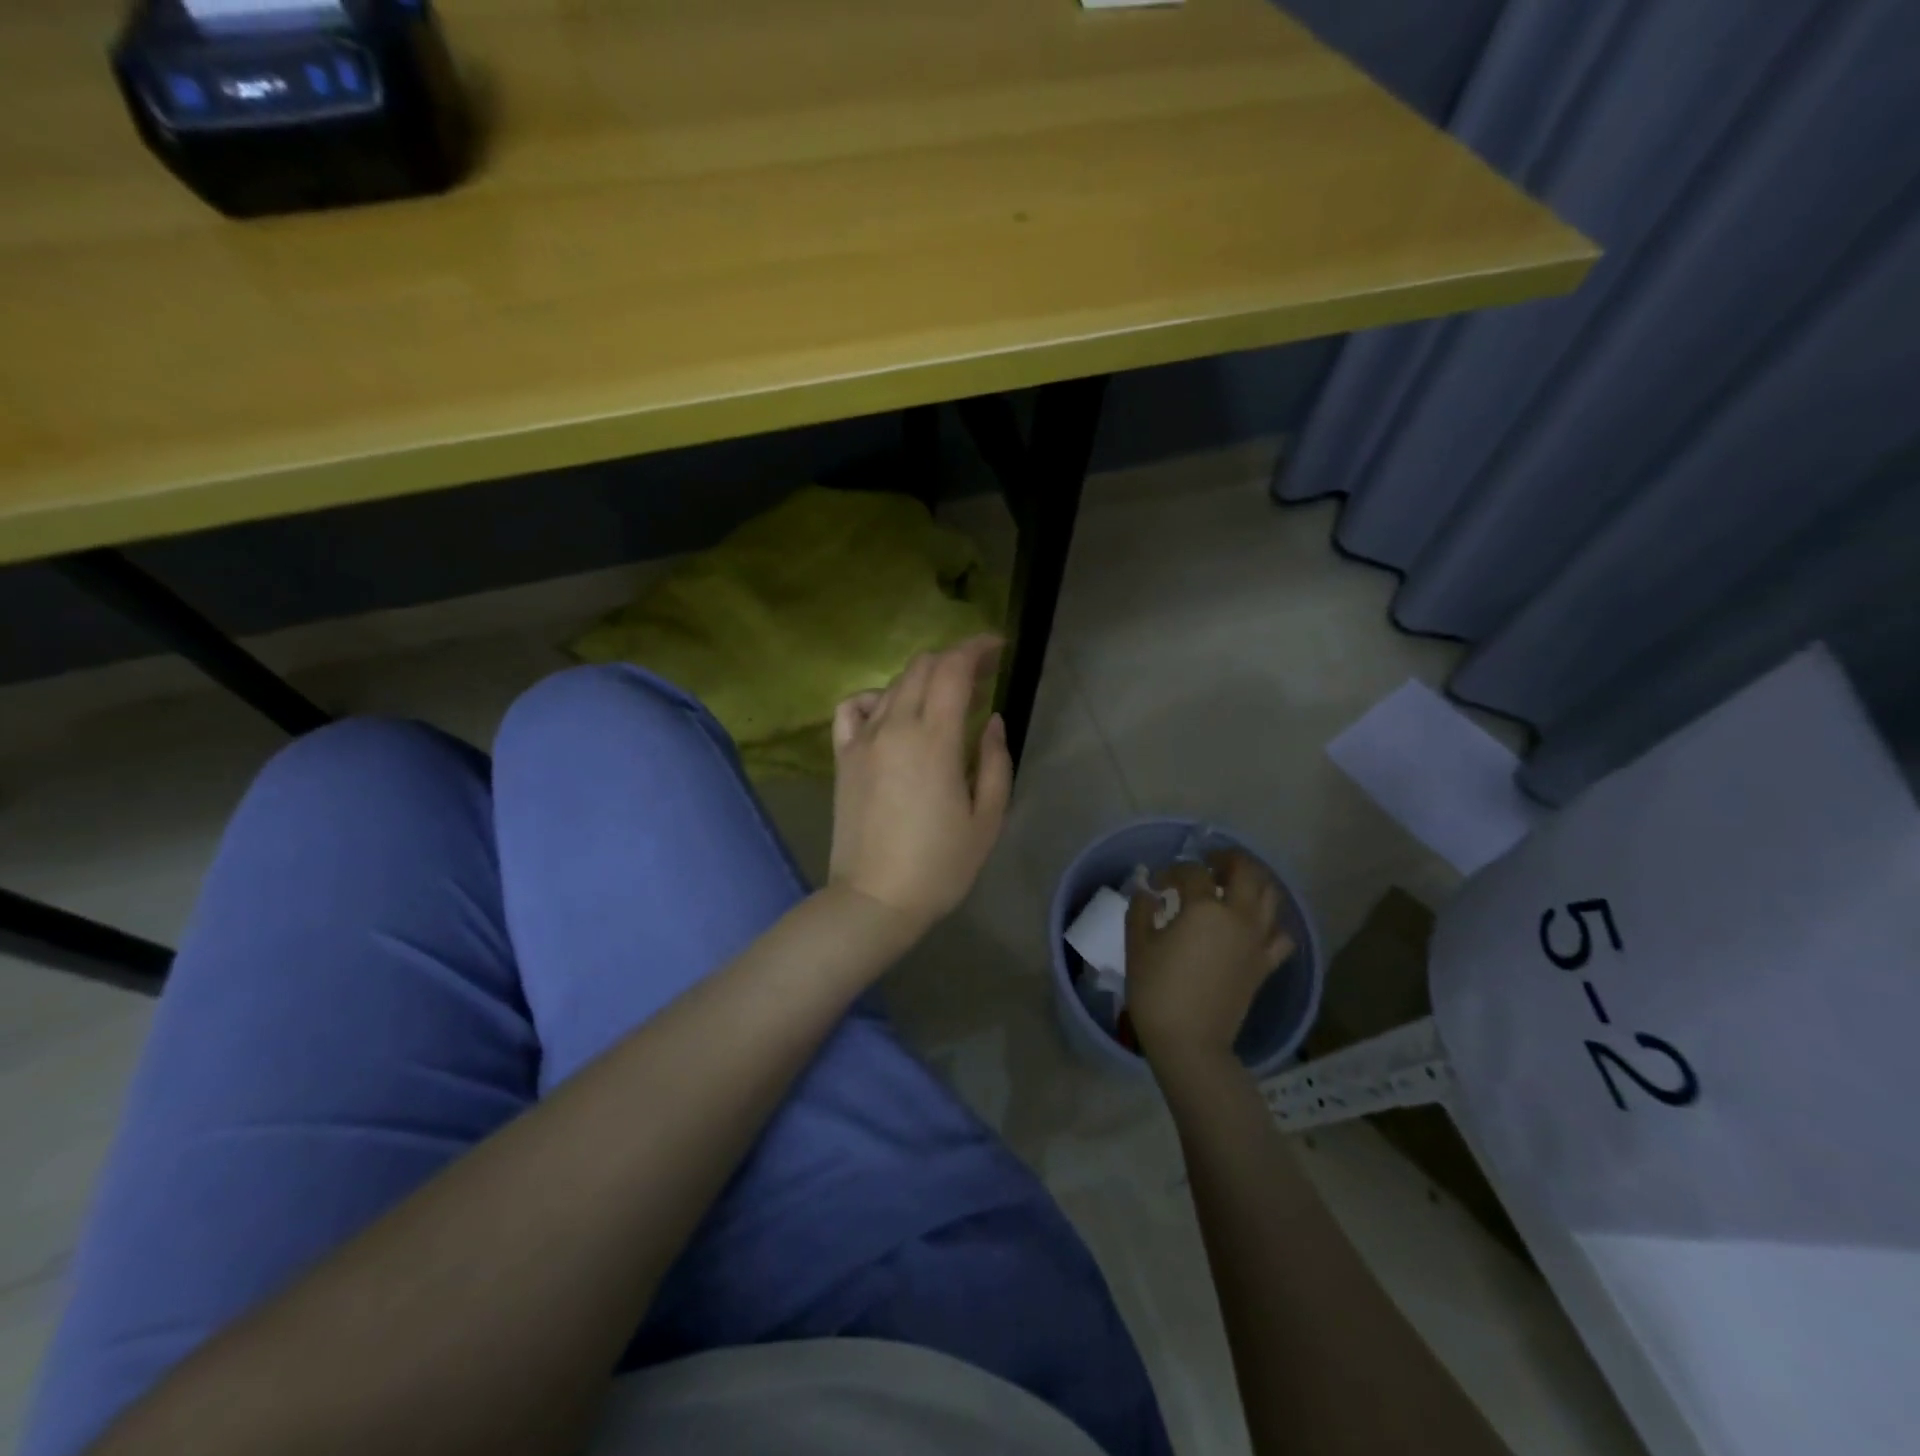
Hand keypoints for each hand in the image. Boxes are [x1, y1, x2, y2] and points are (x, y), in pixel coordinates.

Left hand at [828, 635, 1013, 933]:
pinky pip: (852, 708)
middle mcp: (894, 728)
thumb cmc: (940, 865)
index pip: (952, 669)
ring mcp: (862, 741)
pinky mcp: (843, 758)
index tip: (997, 647)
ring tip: (945, 698)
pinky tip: (890, 712)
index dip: (976, 648)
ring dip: (923, 680)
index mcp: (933, 739)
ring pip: (892, 685)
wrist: (875, 900)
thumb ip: (994, 761)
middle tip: (979, 675)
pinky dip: (874, 698)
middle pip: (921, 667)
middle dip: (953, 659)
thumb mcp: (986, 819)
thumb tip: (991, 720)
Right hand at [1126, 850, 1294, 1074]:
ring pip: (1271, 895)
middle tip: (1208, 863)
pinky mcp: (1266, 964)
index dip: (1172, 872)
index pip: (1191, 873)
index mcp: (1204, 908)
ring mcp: (1257, 940)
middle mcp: (1238, 916)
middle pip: (1245, 870)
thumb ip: (1141, 910)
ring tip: (1233, 885)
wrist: (1190, 1041)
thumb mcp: (1138, 945)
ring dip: (1253, 882)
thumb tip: (1148, 893)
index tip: (1158, 885)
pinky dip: (1270, 922)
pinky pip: (1280, 934)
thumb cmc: (1157, 991)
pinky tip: (1254, 925)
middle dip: (1226, 859)